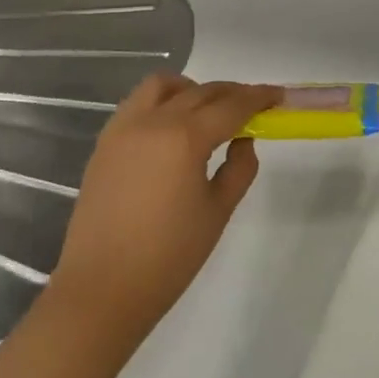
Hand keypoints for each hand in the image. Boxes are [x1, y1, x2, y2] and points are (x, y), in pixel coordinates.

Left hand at [48, 74, 279, 341]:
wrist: (101, 292)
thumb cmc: (168, 258)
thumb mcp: (217, 213)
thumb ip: (239, 168)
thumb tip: (243, 140)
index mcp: (185, 138)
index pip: (231, 105)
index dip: (258, 97)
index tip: (277, 95)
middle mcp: (153, 121)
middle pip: (200, 91)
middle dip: (231, 93)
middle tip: (252, 106)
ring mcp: (124, 128)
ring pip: (162, 85)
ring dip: (190, 88)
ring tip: (206, 110)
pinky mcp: (105, 142)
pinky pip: (137, 103)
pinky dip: (161, 101)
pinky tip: (171, 127)